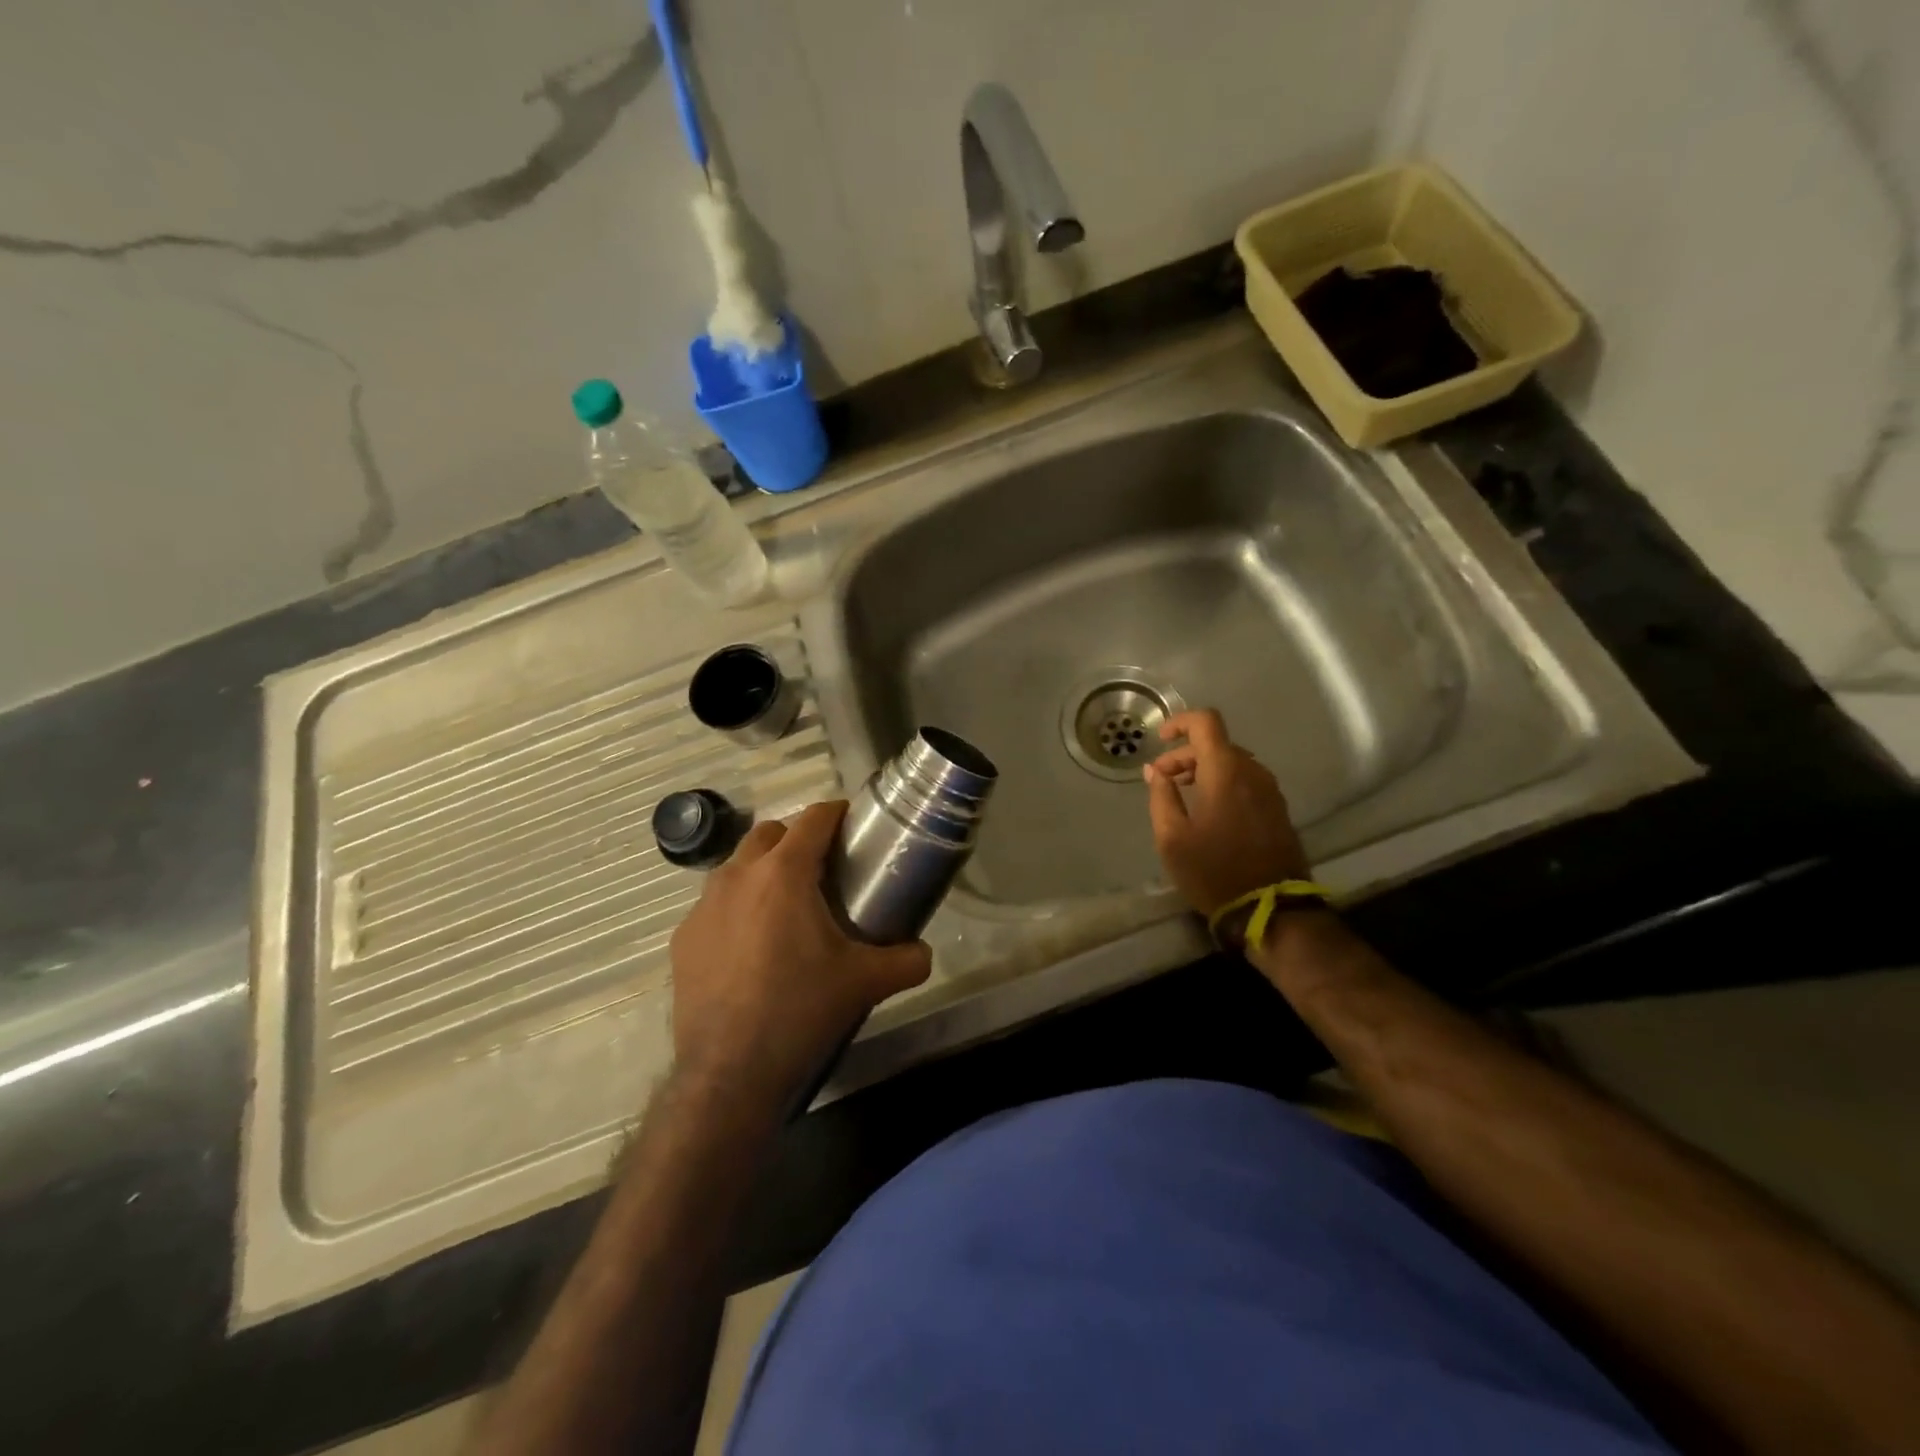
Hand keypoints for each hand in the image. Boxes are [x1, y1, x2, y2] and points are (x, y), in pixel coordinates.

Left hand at [668, 800, 932, 1110]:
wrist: (730, 1072)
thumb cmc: (802, 1010)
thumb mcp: (867, 983)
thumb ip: (906, 960)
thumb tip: (923, 952)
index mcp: (785, 873)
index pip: (814, 818)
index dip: (837, 813)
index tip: (853, 824)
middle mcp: (738, 876)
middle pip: (770, 833)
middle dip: (797, 839)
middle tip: (824, 870)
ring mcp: (703, 906)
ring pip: (738, 866)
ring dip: (763, 871)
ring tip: (786, 907)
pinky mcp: (684, 938)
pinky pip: (715, 905)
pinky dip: (737, 909)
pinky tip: (751, 948)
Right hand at [1143, 709, 1310, 917]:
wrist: (1270, 909)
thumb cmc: (1213, 871)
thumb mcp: (1172, 837)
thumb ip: (1161, 796)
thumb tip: (1156, 771)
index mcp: (1225, 771)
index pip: (1206, 722)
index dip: (1180, 722)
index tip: (1160, 739)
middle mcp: (1252, 772)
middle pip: (1217, 744)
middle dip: (1185, 755)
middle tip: (1161, 780)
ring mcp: (1270, 791)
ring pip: (1233, 763)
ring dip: (1204, 769)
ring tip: (1182, 795)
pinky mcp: (1278, 810)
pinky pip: (1246, 781)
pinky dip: (1223, 783)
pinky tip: (1208, 810)